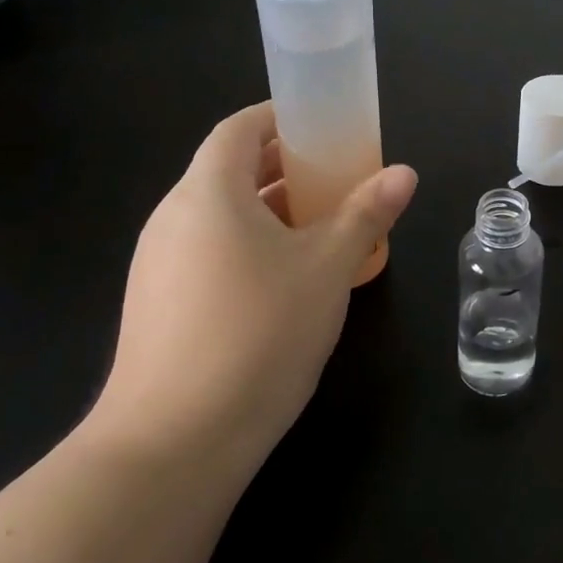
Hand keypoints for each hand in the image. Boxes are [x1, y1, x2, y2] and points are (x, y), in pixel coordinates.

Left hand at [88, 102, 417, 479]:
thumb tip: (404, 173)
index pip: (238, 129)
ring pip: (220, 215)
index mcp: (208, 193)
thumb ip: (366, 213)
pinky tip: (286, 280)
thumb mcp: (327, 268)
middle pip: (229, 170)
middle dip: (285, 167)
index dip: (280, 118)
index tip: (324, 124)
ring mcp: (158, 264)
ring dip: (269, 210)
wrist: (173, 444)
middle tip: (338, 176)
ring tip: (322, 226)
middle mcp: (173, 218)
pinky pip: (208, 252)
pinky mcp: (158, 305)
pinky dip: (248, 245)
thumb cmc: (258, 333)